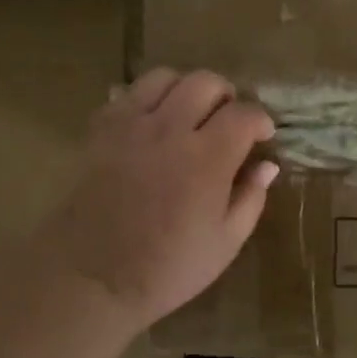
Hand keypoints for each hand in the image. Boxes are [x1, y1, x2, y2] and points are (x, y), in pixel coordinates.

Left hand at [41, 68, 278, 327]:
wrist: (89, 280)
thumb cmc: (166, 269)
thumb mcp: (225, 243)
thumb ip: (250, 198)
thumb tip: (267, 166)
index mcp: (208, 158)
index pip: (244, 114)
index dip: (260, 121)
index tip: (263, 137)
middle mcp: (170, 130)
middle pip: (206, 82)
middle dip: (226, 96)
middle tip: (227, 122)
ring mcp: (131, 126)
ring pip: (164, 77)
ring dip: (184, 89)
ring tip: (188, 114)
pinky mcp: (100, 131)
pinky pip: (126, 94)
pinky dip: (145, 99)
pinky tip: (151, 124)